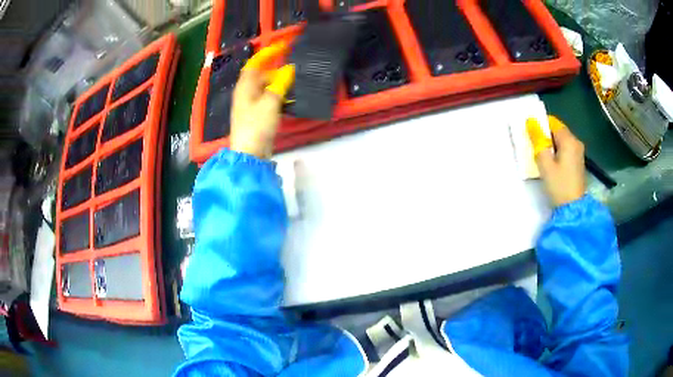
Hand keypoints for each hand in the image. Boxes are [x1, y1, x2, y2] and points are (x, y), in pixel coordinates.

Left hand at [230, 42, 294, 158]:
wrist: (250, 154)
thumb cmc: (257, 125)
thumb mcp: (270, 102)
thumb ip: (280, 84)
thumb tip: (289, 69)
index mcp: (245, 87)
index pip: (255, 63)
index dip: (267, 53)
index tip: (283, 46)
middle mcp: (246, 93)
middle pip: (262, 76)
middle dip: (278, 71)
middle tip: (296, 70)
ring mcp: (251, 105)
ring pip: (267, 88)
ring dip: (281, 84)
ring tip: (297, 83)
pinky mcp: (258, 116)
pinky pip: (270, 100)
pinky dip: (280, 97)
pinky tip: (291, 99)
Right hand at [527, 115, 585, 206]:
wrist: (572, 208)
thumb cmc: (559, 185)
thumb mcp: (545, 163)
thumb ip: (538, 140)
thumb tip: (531, 122)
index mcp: (569, 140)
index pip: (552, 121)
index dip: (540, 125)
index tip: (531, 135)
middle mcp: (576, 142)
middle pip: (557, 130)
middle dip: (545, 135)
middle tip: (535, 148)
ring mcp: (578, 152)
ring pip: (561, 140)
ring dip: (550, 144)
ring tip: (542, 157)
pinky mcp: (578, 161)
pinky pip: (565, 148)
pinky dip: (556, 151)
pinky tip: (551, 163)